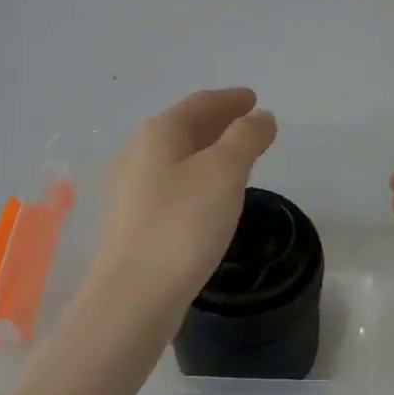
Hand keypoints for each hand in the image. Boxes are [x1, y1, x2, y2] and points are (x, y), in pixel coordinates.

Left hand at [87, 88, 276, 324]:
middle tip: (250, 125)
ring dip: (209, 151)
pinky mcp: (135, 221)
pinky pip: (173, 184)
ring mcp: (132, 189)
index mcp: (159, 133)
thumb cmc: (183, 224)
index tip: (254, 99)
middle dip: (219, 123)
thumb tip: (261, 117)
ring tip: (238, 158)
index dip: (230, 99)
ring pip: (178, 157)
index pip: (200, 103)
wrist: (134, 295)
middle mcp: (139, 153)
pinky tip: (211, 196)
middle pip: (185, 127)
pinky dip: (198, 178)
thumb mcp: (225, 172)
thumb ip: (246, 137)